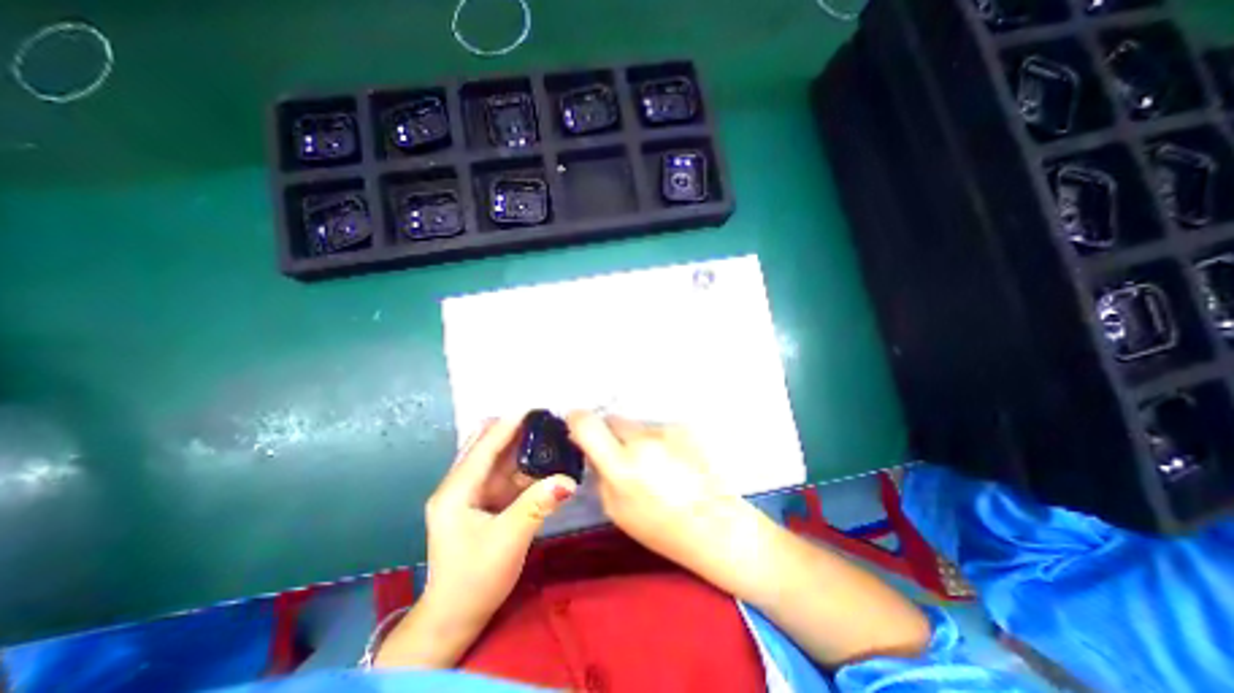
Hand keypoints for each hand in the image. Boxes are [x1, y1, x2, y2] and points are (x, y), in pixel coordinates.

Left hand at [377, 415, 573, 667]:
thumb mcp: (508, 540)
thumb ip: (537, 505)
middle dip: (513, 430)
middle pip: (487, 447)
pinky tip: (541, 460)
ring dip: (520, 447)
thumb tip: (569, 480)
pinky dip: (522, 467)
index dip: (507, 425)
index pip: (484, 447)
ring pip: (497, 461)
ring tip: (547, 433)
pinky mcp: (482, 504)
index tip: (532, 406)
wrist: (456, 617)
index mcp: (456, 491)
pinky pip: (504, 477)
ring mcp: (471, 495)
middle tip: (544, 419)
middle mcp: (460, 486)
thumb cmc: (475, 579)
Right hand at [568, 409, 925, 661]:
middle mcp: (644, 440)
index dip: (576, 419)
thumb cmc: (662, 528)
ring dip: (636, 439)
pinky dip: (658, 442)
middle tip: (619, 455)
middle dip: (609, 434)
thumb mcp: (616, 509)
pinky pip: (659, 430)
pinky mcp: (685, 428)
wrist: (716, 525)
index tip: (575, 424)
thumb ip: (601, 473)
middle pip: (613, 420)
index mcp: (622, 466)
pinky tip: (672, 463)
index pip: (587, 424)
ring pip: (637, 426)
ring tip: (654, 466)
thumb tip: (592, 449)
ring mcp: (667, 431)